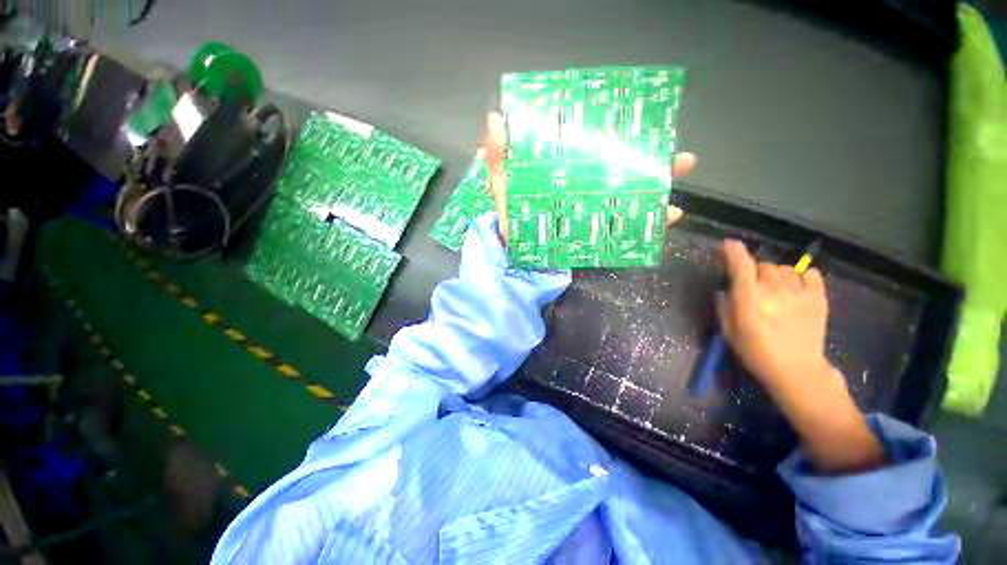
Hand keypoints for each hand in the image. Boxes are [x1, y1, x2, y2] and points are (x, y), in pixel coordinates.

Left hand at [482, 112, 695, 243]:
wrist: (513, 257)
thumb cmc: (507, 220)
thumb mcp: (501, 185)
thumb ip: (499, 157)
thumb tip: (496, 118)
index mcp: (563, 173)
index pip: (592, 149)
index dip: (615, 135)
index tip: (639, 119)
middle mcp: (581, 190)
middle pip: (619, 171)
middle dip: (649, 160)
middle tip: (676, 152)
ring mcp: (589, 214)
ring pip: (628, 198)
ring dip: (657, 188)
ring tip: (680, 174)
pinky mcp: (592, 236)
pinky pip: (624, 230)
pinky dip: (648, 226)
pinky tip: (669, 217)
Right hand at [716, 240, 831, 390]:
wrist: (796, 370)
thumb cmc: (755, 351)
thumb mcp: (728, 331)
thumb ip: (723, 306)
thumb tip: (725, 290)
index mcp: (749, 296)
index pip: (740, 264)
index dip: (732, 251)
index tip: (727, 245)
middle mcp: (773, 288)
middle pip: (762, 265)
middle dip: (754, 271)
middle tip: (752, 286)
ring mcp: (798, 292)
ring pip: (784, 269)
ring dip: (775, 274)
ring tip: (774, 288)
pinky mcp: (818, 298)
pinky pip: (810, 274)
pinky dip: (801, 275)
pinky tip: (796, 286)